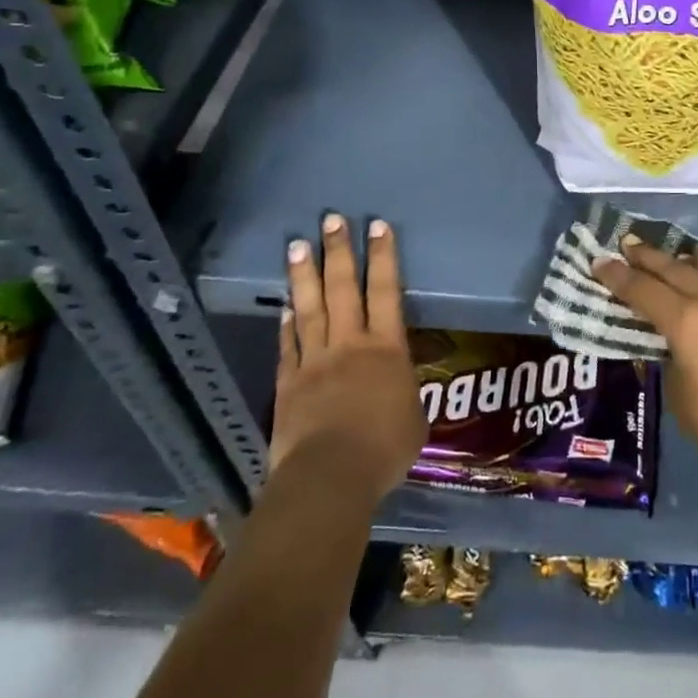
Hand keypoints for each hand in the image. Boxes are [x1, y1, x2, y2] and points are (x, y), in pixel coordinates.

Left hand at [269, 213, 426, 509]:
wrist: (331, 477)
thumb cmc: (384, 448)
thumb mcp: (414, 419)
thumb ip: (405, 393)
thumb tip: (401, 387)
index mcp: (386, 347)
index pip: (386, 290)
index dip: (383, 257)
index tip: (376, 225)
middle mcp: (349, 343)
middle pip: (342, 288)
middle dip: (337, 251)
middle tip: (330, 220)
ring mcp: (315, 360)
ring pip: (309, 308)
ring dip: (304, 275)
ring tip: (297, 245)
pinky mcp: (289, 383)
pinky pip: (287, 344)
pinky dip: (286, 322)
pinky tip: (284, 303)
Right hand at [594, 237, 697, 493]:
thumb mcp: (678, 394)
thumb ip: (670, 354)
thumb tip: (672, 337)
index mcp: (687, 323)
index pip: (643, 290)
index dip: (618, 276)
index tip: (600, 262)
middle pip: (675, 268)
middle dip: (647, 256)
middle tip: (629, 246)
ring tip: (690, 266)